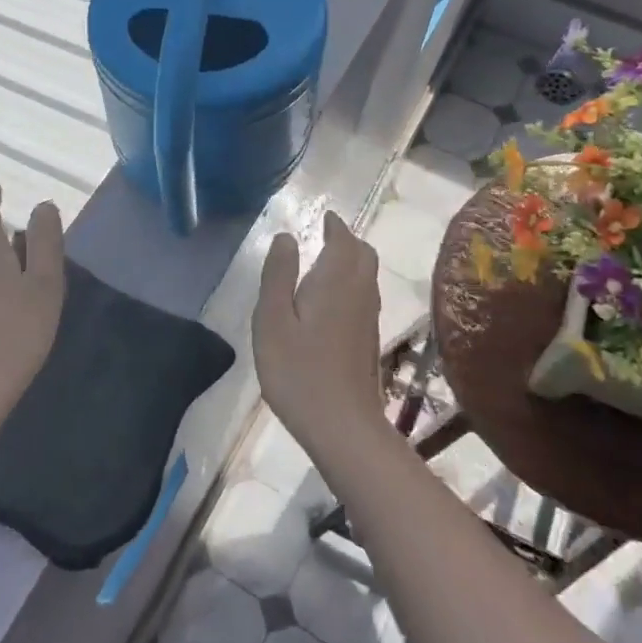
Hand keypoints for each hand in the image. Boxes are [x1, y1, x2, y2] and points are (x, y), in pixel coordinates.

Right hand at [253, 212, 383, 454]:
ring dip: (351, 261)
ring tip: (326, 262)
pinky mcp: (368, 339)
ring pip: (367, 276)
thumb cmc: (298, 370)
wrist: (342, 425)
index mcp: (336, 280)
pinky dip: (352, 283)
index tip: (325, 217)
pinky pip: (365, 295)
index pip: (343, 240)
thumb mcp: (272, 320)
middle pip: (363, 254)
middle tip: (326, 236)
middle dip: (347, 240)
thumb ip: (278, 275)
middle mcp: (359, 292)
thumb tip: (286, 237)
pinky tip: (332, 301)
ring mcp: (368, 317)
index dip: (335, 225)